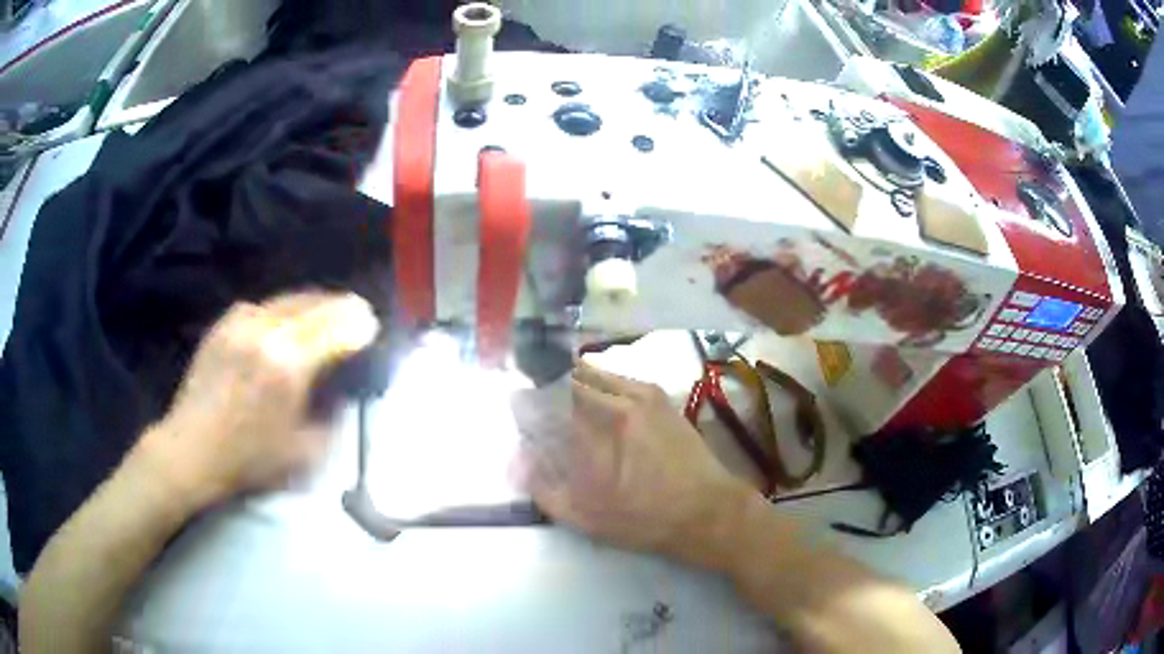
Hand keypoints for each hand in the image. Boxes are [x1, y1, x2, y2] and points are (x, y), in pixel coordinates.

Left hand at [136, 292, 378, 510]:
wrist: (192, 449)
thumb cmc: (249, 460)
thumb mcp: (304, 454)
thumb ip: (333, 421)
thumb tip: (344, 394)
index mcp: (289, 365)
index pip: (337, 327)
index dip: (359, 324)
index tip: (372, 326)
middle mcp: (267, 332)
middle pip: (316, 304)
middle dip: (342, 307)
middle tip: (356, 313)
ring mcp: (241, 323)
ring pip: (290, 299)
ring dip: (314, 304)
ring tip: (326, 313)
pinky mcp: (224, 324)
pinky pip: (263, 305)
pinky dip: (282, 310)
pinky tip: (285, 322)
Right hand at [512, 362, 752, 567]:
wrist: (707, 510)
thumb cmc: (645, 519)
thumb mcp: (586, 517)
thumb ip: (544, 489)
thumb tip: (517, 463)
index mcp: (597, 428)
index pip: (547, 398)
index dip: (527, 402)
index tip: (518, 411)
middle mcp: (618, 400)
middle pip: (569, 377)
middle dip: (547, 388)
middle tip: (540, 409)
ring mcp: (642, 393)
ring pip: (595, 373)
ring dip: (573, 382)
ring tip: (564, 404)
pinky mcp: (659, 396)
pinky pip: (618, 378)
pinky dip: (599, 383)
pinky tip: (597, 404)